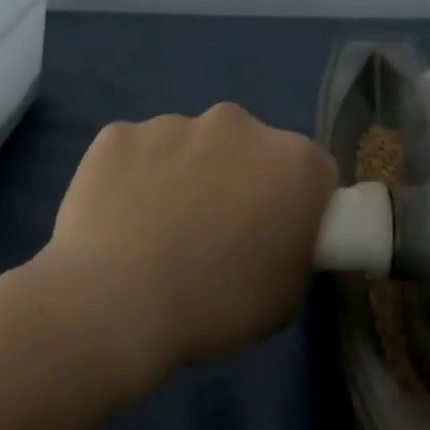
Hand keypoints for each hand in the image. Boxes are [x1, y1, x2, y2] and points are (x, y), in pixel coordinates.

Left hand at [36, 103, 336, 393]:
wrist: (116, 306)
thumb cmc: (216, 306)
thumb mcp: (286, 296)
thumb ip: (294, 250)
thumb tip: (275, 238)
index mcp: (294, 162)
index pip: (313, 173)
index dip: (298, 205)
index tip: (277, 236)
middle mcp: (239, 125)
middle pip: (251, 150)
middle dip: (242, 181)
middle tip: (218, 234)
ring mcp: (173, 124)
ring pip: (192, 147)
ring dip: (188, 176)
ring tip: (160, 232)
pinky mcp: (118, 134)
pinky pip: (138, 153)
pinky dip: (136, 178)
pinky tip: (121, 221)